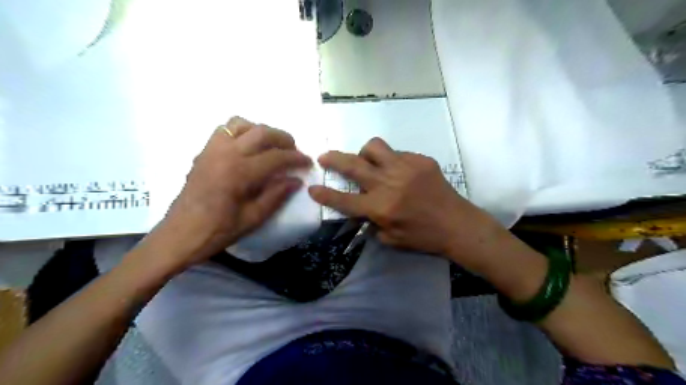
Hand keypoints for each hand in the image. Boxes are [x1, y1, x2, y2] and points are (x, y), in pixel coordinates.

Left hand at [150, 116, 312, 269]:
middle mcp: (226, 154)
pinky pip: (224, 130)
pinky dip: (241, 132)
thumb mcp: (253, 219)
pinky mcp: (204, 152)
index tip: (308, 162)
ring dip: (261, 131)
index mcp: (239, 173)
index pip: (276, 157)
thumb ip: (276, 196)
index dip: (296, 158)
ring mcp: (212, 150)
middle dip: (283, 138)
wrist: (180, 235)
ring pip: (241, 124)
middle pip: (261, 132)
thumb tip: (296, 180)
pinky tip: (248, 148)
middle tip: (294, 150)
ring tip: (272, 145)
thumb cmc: (218, 231)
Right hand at [310, 138, 498, 258]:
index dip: (325, 195)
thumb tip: (361, 208)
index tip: (313, 188)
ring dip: (365, 153)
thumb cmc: (423, 237)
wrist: (457, 224)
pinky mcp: (420, 160)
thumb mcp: (391, 239)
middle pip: (353, 165)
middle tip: (325, 156)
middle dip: (333, 159)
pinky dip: (391, 161)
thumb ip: (371, 223)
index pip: (344, 200)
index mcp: (380, 208)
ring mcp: (405, 168)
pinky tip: (399, 172)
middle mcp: (388, 184)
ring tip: (368, 162)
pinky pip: (397, 153)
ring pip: (374, 147)